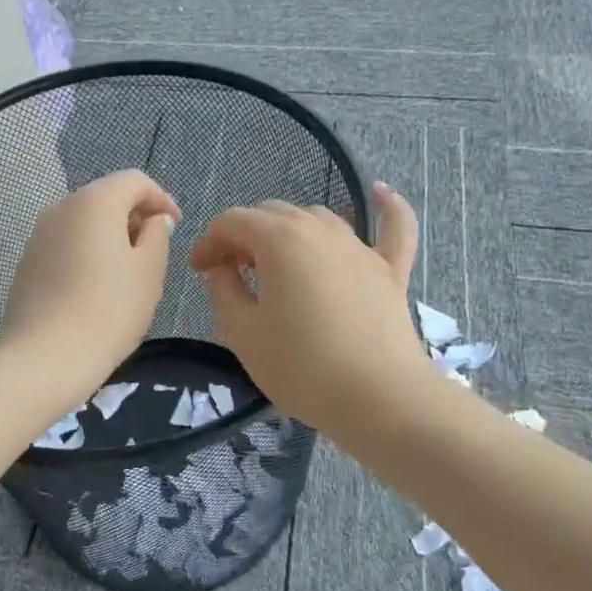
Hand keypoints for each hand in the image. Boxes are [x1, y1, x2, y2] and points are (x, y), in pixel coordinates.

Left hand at [0, 170, 180, 394]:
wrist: (45, 358)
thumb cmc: (109, 310)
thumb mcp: (149, 271)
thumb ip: (158, 235)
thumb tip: (154, 220)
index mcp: (94, 201)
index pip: (134, 181)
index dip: (161, 198)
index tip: (176, 226)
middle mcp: (61, 207)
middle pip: (106, 197)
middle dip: (134, 217)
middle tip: (156, 250)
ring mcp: (38, 235)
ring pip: (84, 222)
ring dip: (110, 237)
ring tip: (128, 273)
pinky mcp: (28, 263)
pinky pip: (66, 245)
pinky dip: (87, 254)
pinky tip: (97, 288)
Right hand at [188, 181, 431, 436]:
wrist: (379, 399)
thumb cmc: (302, 368)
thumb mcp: (243, 333)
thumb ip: (223, 291)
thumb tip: (222, 268)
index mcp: (279, 240)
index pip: (232, 221)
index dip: (208, 241)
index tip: (198, 271)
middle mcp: (320, 230)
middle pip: (272, 214)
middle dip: (244, 236)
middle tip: (231, 273)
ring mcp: (360, 247)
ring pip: (317, 218)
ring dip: (288, 231)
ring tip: (276, 264)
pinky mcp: (390, 270)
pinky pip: (393, 227)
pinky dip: (386, 207)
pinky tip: (381, 192)